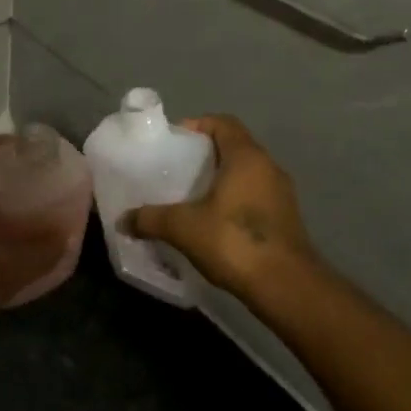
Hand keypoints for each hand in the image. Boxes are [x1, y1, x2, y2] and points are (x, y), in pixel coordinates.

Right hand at [127, 115, 316, 298]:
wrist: (287, 287)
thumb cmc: (235, 241)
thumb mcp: (183, 227)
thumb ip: (151, 219)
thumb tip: (123, 220)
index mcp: (247, 157)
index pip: (223, 123)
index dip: (198, 125)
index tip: (174, 141)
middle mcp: (268, 167)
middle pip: (234, 147)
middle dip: (205, 155)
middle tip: (176, 169)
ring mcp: (282, 194)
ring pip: (246, 173)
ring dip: (220, 179)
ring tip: (191, 197)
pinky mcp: (286, 219)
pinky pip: (255, 196)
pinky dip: (233, 200)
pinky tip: (212, 222)